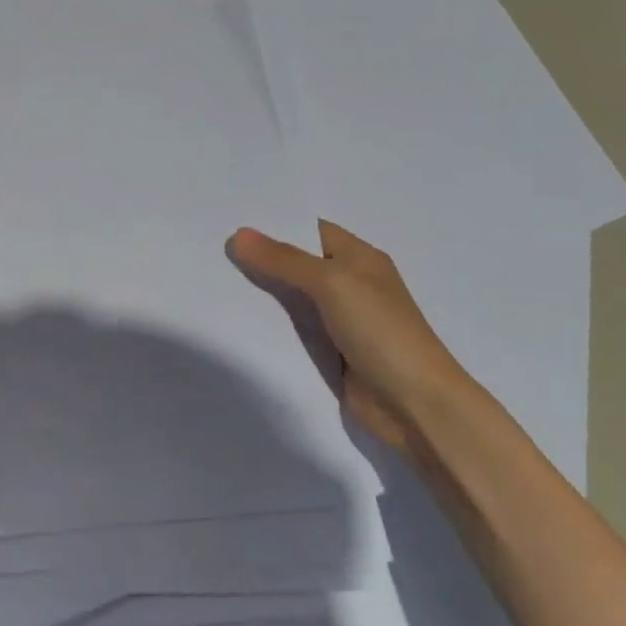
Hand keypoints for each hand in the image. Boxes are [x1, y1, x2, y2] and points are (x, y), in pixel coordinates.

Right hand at [227, 220, 472, 450]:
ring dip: (259, 294)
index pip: (309, 230)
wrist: (416, 406)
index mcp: (359, 259)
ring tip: (211, 279)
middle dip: (259, 258)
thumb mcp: (333, 284)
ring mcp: (339, 321)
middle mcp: (349, 285)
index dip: (273, 224)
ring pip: (290, 299)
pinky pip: (292, 332)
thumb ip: (284, 260)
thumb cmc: (382, 332)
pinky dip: (268, 327)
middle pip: (296, 264)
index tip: (229, 219)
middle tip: (210, 248)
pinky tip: (233, 320)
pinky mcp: (329, 353)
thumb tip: (238, 235)